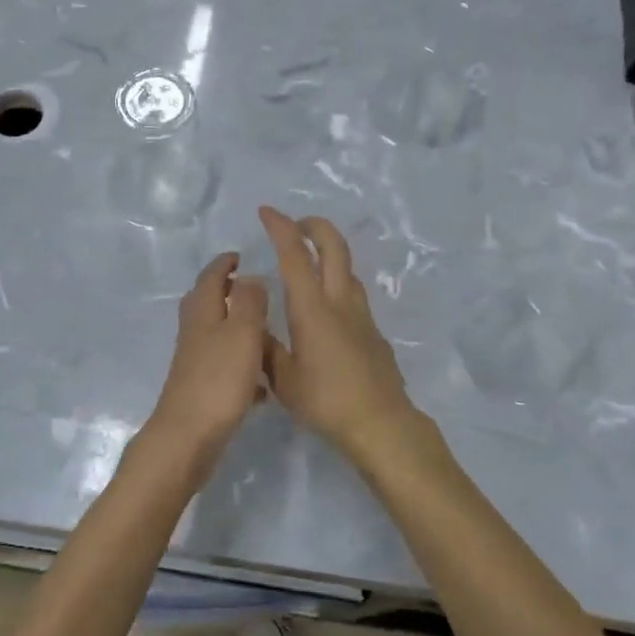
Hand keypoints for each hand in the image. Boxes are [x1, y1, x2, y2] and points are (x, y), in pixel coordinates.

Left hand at [149, 251, 268, 466]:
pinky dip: (241, 364)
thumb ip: (249, 301)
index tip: (239, 255)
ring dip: (234, 327)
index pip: (210, 277)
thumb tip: (250, 277)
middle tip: (251, 288)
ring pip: (215, 334)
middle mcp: (194, 332)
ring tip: (262, 330)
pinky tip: (261, 381)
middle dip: (225, 291)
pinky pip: (223, 366)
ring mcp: (195, 362)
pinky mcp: (201, 388)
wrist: (188, 437)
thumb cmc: (219, 379)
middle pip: (206, 302)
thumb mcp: (242, 332)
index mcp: (203, 312)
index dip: (224, 264)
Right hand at [258, 206, 419, 460]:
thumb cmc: (326, 401)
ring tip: (309, 261)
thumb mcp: (283, 379)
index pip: (294, 255)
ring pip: (347, 267)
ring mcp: (361, 314)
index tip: (266, 211)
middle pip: (334, 246)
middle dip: (314, 225)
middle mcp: (339, 301)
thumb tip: (253, 324)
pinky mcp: (373, 329)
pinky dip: (336, 281)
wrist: (381, 423)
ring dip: (328, 252)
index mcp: (312, 308)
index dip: (280, 227)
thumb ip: (266, 347)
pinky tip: (326, 307)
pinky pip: (352, 292)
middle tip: (295, 225)